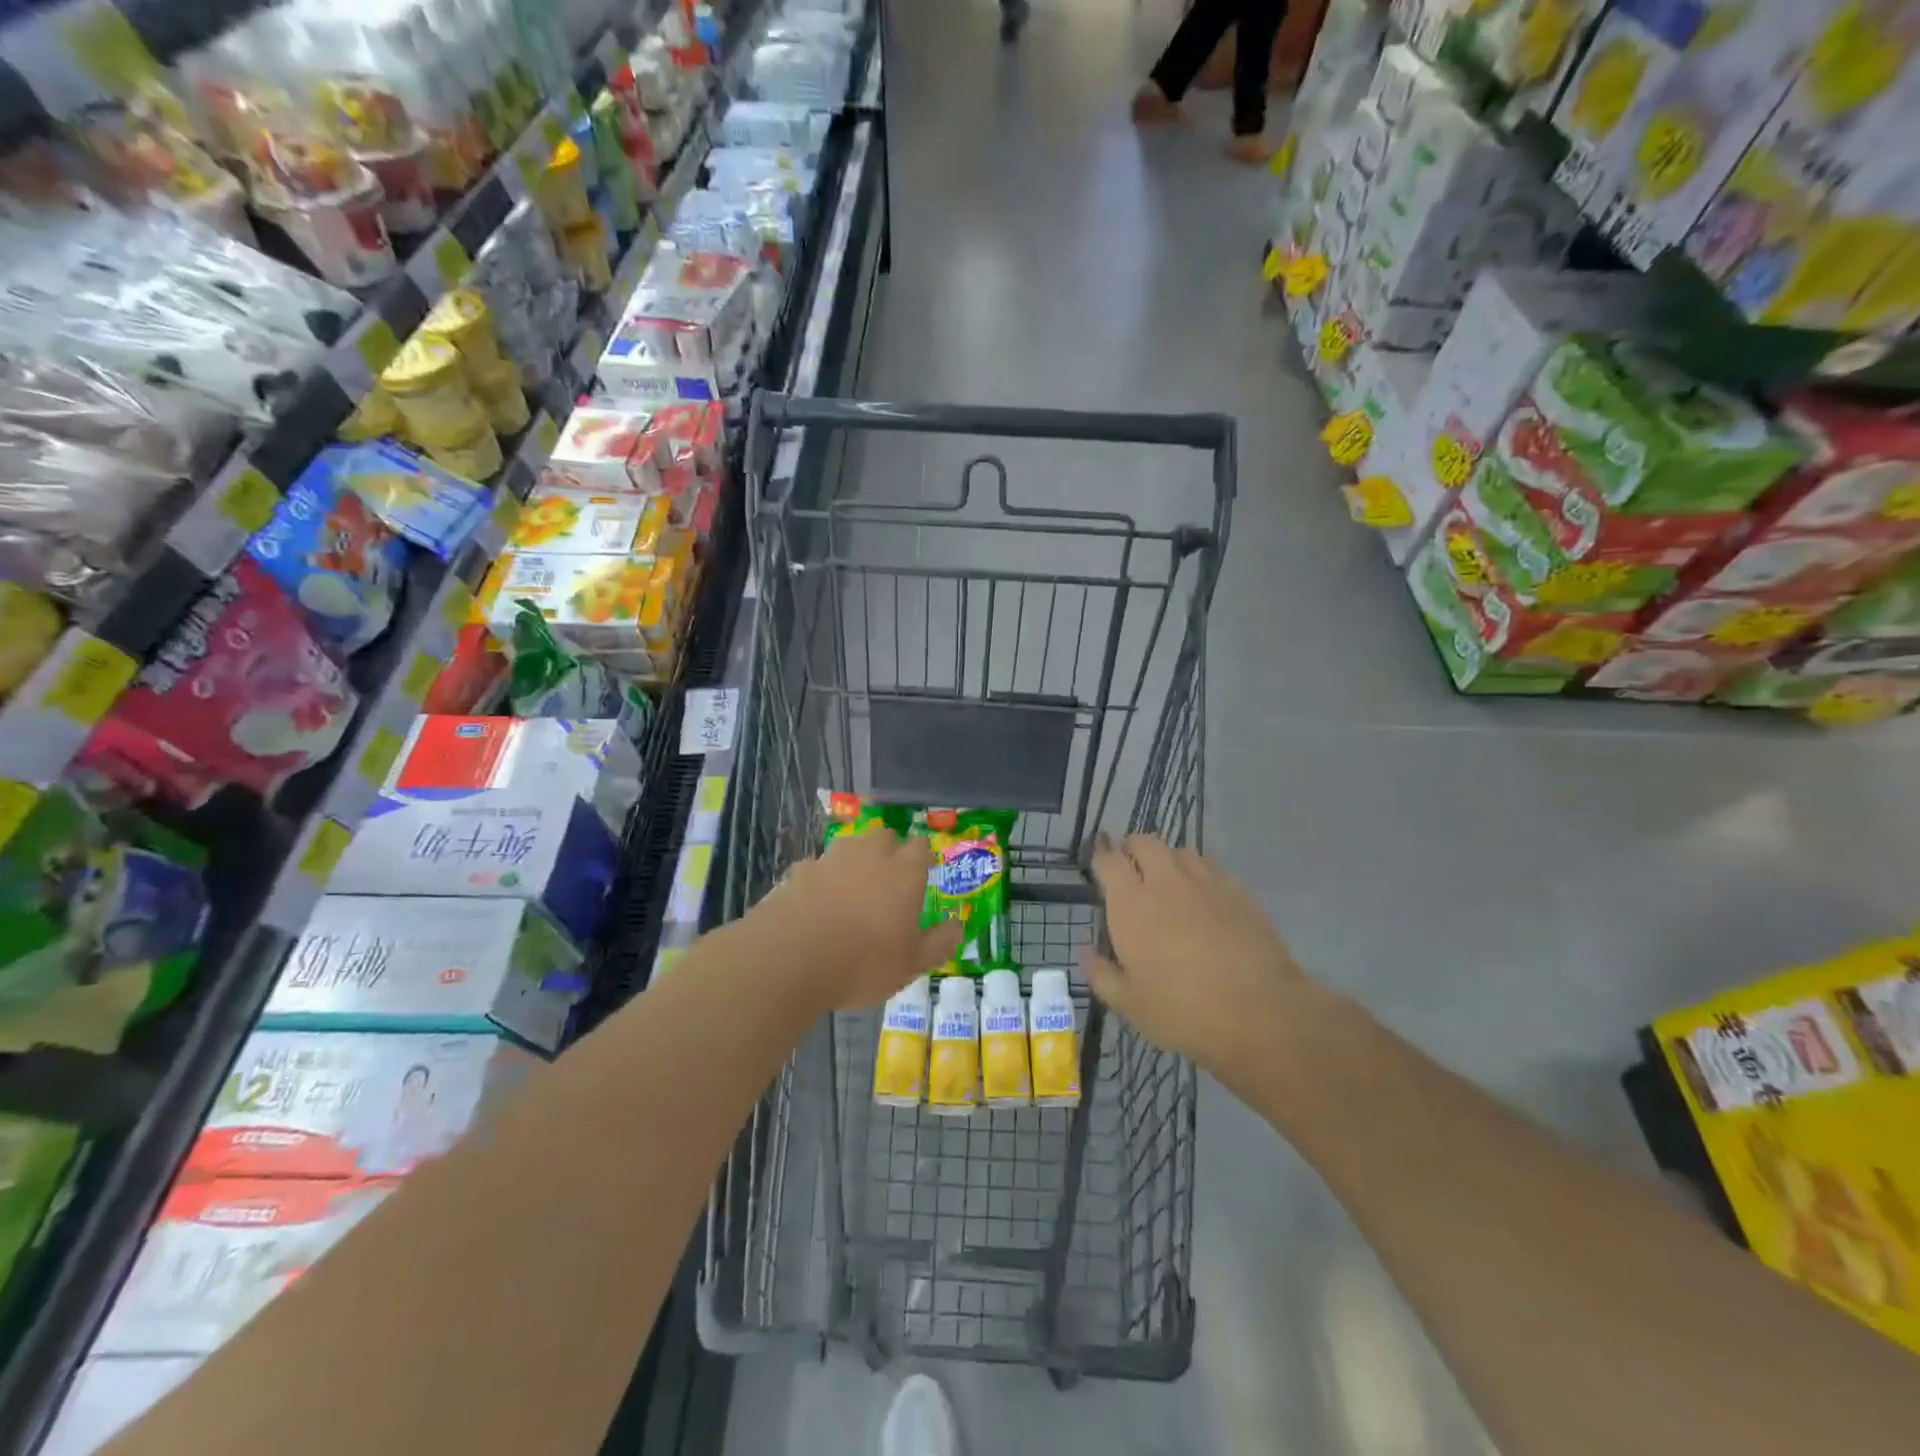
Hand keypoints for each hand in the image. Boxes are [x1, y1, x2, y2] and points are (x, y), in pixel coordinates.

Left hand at [749, 829, 960, 1010]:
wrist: (789, 960)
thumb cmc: (862, 964)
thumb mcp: (910, 965)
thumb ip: (938, 944)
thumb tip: (958, 927)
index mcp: (903, 872)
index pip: (920, 846)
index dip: (921, 858)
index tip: (920, 876)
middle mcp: (869, 855)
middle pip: (884, 836)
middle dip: (889, 851)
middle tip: (888, 882)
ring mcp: (831, 859)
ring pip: (849, 846)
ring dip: (855, 861)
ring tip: (852, 892)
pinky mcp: (798, 871)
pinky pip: (817, 867)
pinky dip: (820, 879)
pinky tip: (816, 904)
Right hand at [1083, 834, 1310, 1090]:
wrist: (1259, 1013)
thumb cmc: (1182, 1011)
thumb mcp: (1129, 1004)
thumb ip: (1101, 974)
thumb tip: (1086, 952)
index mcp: (1131, 904)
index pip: (1108, 860)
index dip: (1100, 859)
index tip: (1099, 869)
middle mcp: (1165, 882)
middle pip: (1144, 842)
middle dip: (1132, 848)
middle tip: (1131, 870)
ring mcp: (1205, 882)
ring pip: (1180, 850)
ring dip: (1167, 858)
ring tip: (1168, 880)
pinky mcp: (1238, 891)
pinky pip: (1212, 866)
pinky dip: (1200, 871)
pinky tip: (1203, 894)